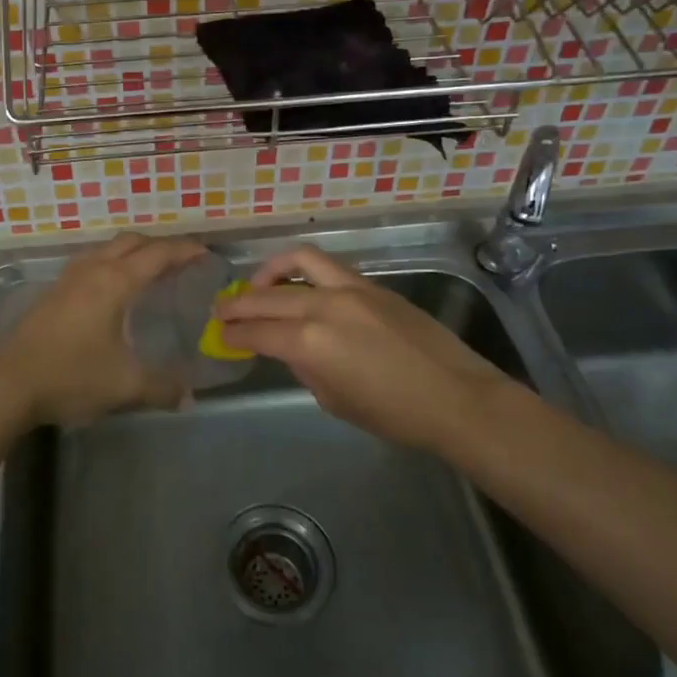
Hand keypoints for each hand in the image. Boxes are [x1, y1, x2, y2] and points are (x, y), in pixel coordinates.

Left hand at [0, 233, 208, 425]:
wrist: (9, 383)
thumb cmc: (71, 376)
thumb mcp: (124, 385)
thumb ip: (162, 387)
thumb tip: (189, 396)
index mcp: (115, 282)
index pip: (158, 254)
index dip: (184, 250)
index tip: (205, 253)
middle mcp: (93, 270)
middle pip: (131, 242)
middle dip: (160, 245)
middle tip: (181, 261)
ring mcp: (68, 278)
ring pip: (107, 248)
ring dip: (132, 251)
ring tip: (149, 269)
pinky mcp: (53, 291)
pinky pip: (91, 261)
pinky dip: (111, 262)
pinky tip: (112, 288)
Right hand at [215, 245, 518, 455]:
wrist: (456, 396)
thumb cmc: (394, 414)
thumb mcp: (335, 400)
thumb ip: (305, 368)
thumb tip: (291, 349)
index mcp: (310, 342)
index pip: (257, 332)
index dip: (234, 335)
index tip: (220, 336)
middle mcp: (324, 306)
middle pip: (267, 296)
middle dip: (238, 303)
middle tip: (221, 310)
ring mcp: (350, 289)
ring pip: (297, 262)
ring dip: (269, 271)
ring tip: (257, 285)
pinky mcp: (372, 285)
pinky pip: (327, 267)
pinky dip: (303, 271)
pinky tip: (300, 287)